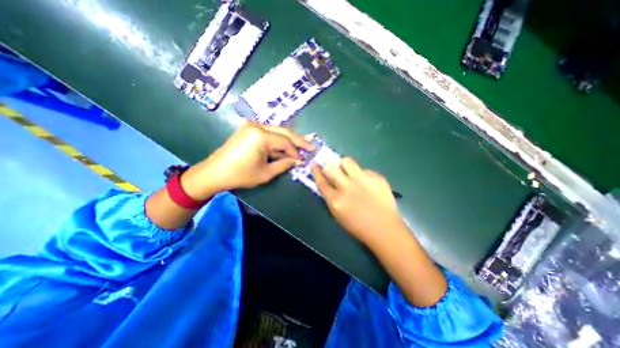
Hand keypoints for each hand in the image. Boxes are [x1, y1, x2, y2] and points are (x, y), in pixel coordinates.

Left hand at [183, 120, 311, 197]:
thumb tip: (298, 161)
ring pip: (277, 131)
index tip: (304, 159)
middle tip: (311, 146)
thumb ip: (284, 164)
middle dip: (298, 140)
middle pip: (284, 132)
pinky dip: (278, 141)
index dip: (296, 151)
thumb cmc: (240, 175)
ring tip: (302, 146)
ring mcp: (252, 126)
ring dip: (289, 140)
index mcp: (261, 136)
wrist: (214, 173)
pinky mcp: (249, 130)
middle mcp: (257, 126)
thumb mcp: (266, 173)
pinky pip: (269, 133)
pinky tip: (286, 146)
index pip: (285, 141)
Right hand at [313, 158, 405, 244]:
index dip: (316, 171)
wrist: (384, 228)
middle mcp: (347, 187)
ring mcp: (362, 180)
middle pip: (332, 167)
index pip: (321, 181)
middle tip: (333, 167)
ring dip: (345, 165)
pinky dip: (362, 174)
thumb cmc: (358, 225)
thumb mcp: (338, 213)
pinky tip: (368, 183)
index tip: (314, 164)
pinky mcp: (376, 177)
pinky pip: (364, 169)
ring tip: (350, 172)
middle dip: (329, 165)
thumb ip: (331, 197)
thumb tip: (328, 182)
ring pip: (347, 161)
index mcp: (335, 200)